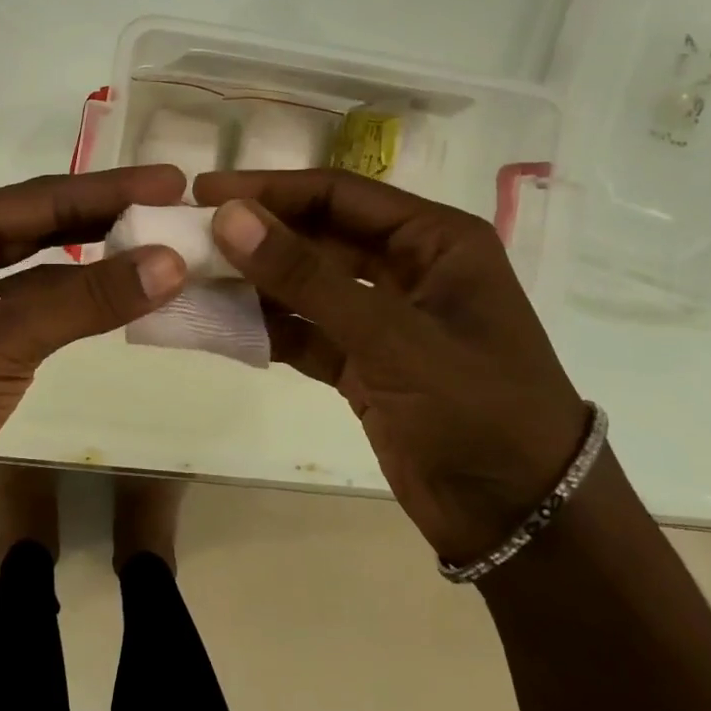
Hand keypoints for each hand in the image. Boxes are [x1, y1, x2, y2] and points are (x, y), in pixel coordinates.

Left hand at [0, 167, 187, 553]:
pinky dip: (80, 304)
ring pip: (44, 270)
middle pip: (43, 225)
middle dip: (107, 216)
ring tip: (160, 248)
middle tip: (173, 206)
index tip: (171, 180)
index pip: (41, 197)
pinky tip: (121, 297)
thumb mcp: (5, 338)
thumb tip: (172, 261)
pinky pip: (40, 310)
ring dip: (97, 262)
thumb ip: (89, 297)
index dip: (110, 188)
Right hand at [195, 169, 589, 564]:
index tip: (205, 192)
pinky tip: (222, 326)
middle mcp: (408, 268)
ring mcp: (384, 318)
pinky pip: (305, 331)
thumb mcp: (390, 335)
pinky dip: (267, 330)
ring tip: (192, 278)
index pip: (338, 194)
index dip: (270, 188)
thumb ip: (306, 276)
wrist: (523, 522)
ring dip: (255, 283)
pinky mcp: (364, 363)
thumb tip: (229, 216)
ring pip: (306, 285)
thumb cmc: (477, 409)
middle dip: (257, 236)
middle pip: (317, 235)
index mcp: (434, 240)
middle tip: (187, 235)